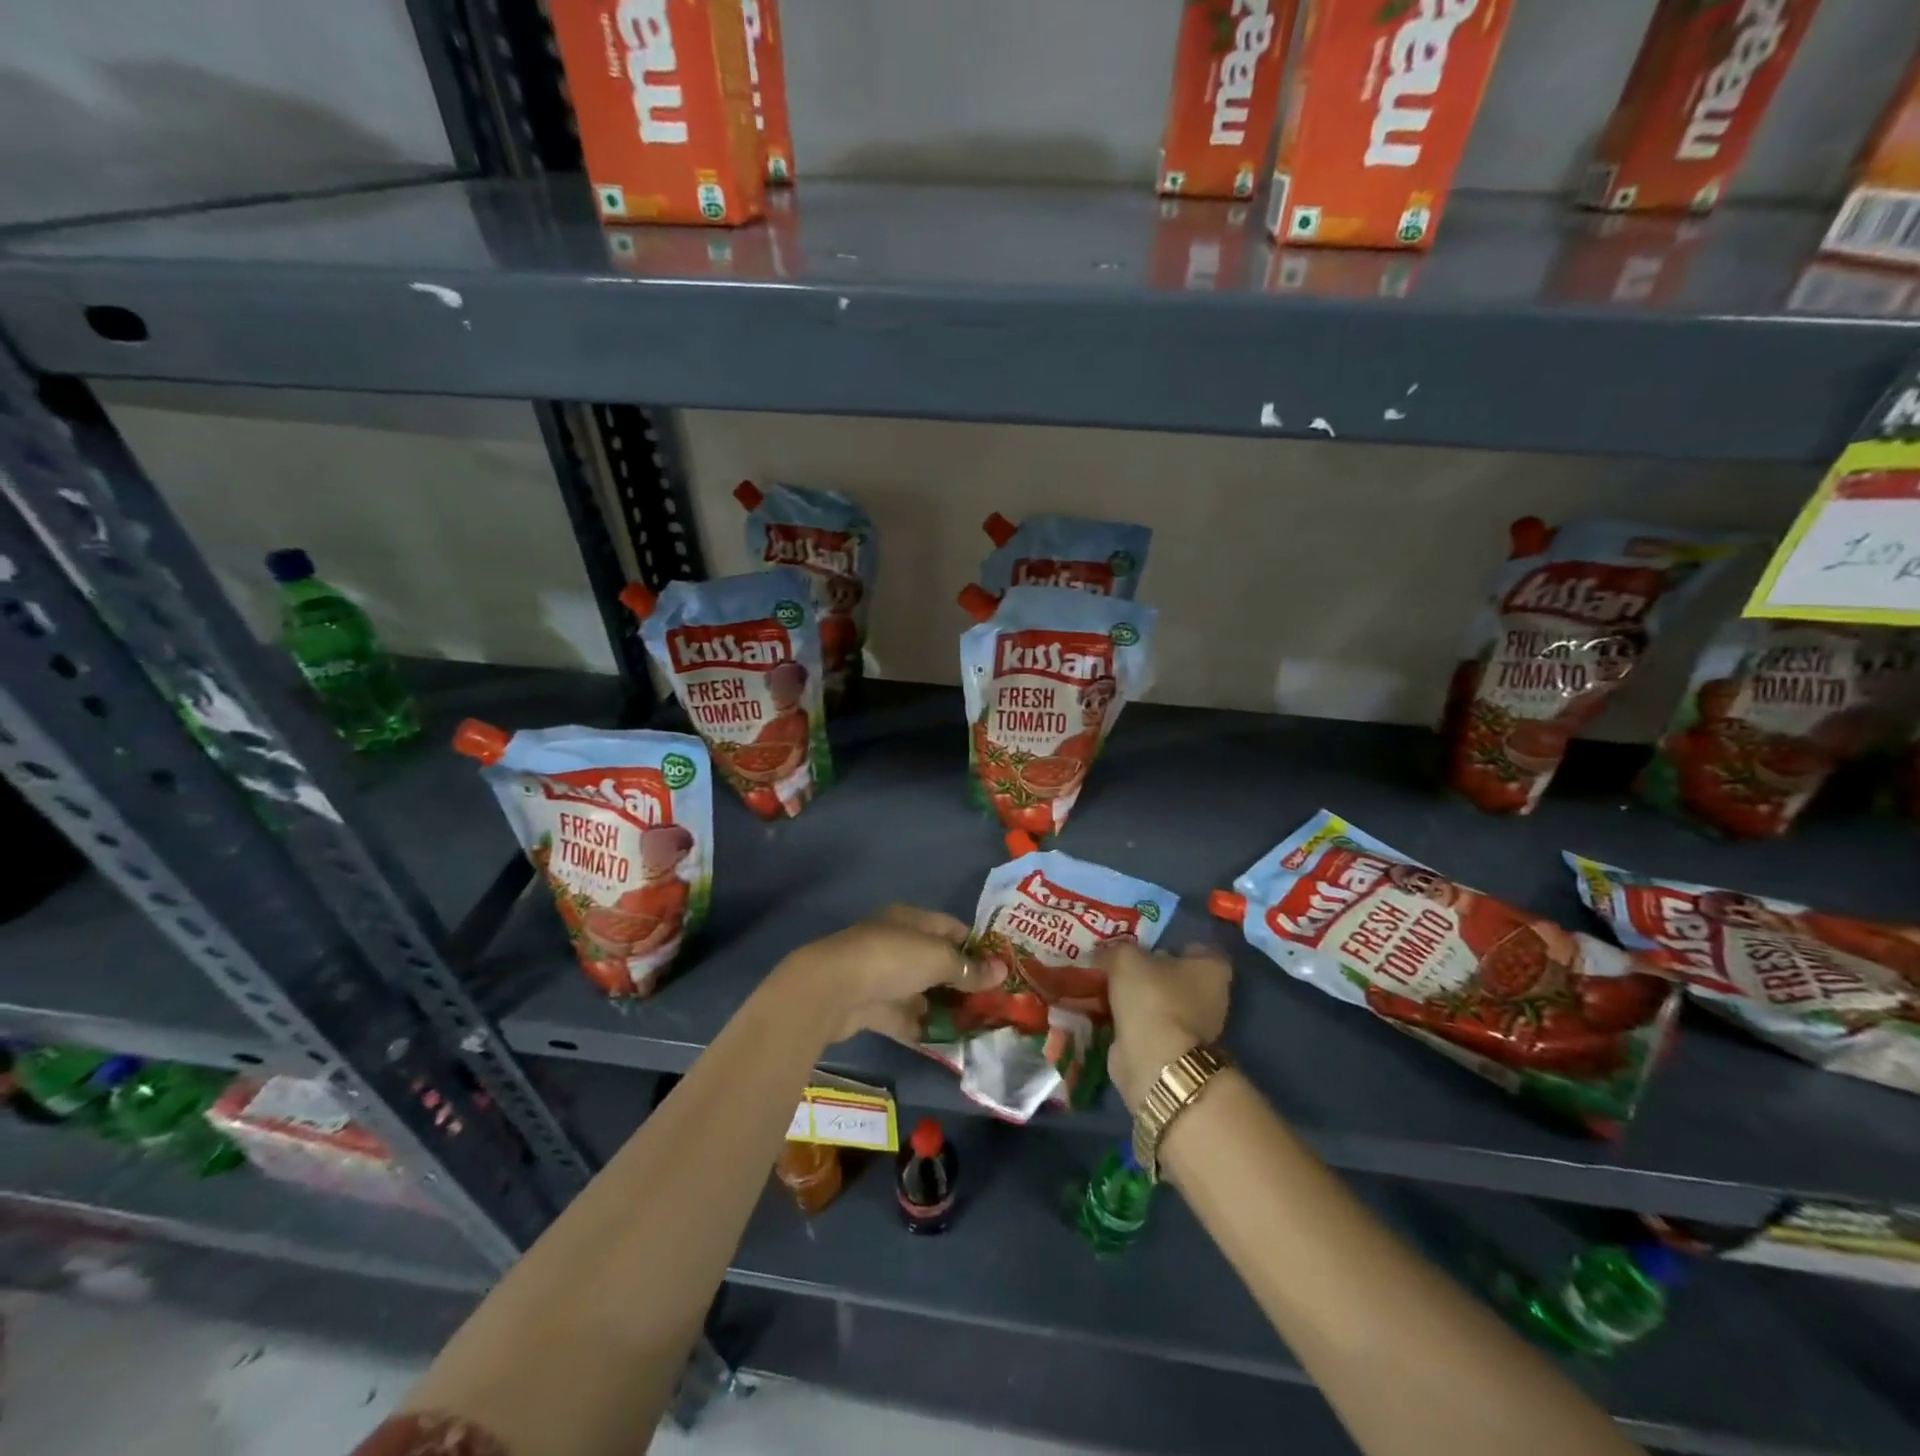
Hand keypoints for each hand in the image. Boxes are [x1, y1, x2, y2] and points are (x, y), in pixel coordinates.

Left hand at [777, 905, 1002, 1045]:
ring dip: (943, 1008)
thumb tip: (1002, 971)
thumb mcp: (937, 959)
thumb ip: (969, 968)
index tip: (1002, 969)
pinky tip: (948, 1045)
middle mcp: (897, 944)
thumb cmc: (890, 960)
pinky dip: (922, 1028)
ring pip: (921, 991)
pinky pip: (904, 1017)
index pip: (951, 928)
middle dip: (962, 982)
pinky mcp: (870, 1007)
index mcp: (911, 921)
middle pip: (936, 962)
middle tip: (993, 1004)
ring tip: (976, 1028)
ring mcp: (882, 977)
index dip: (977, 946)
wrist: (831, 990)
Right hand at [1105, 941, 1231, 1111]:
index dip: (1171, 944)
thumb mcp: (1125, 958)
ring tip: (1107, 988)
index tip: (1145, 945)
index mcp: (1211, 968)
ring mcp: (1197, 1028)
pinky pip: (1152, 1026)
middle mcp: (1213, 997)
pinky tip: (1108, 1013)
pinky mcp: (1176, 1050)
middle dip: (1151, 973)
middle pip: (1177, 976)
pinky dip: (1134, 1022)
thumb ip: (1115, 951)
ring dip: (1140, 999)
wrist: (1154, 1060)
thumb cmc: (1151, 997)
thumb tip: (1103, 955)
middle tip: (1120, 966)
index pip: (1196, 948)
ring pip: (1163, 1002)